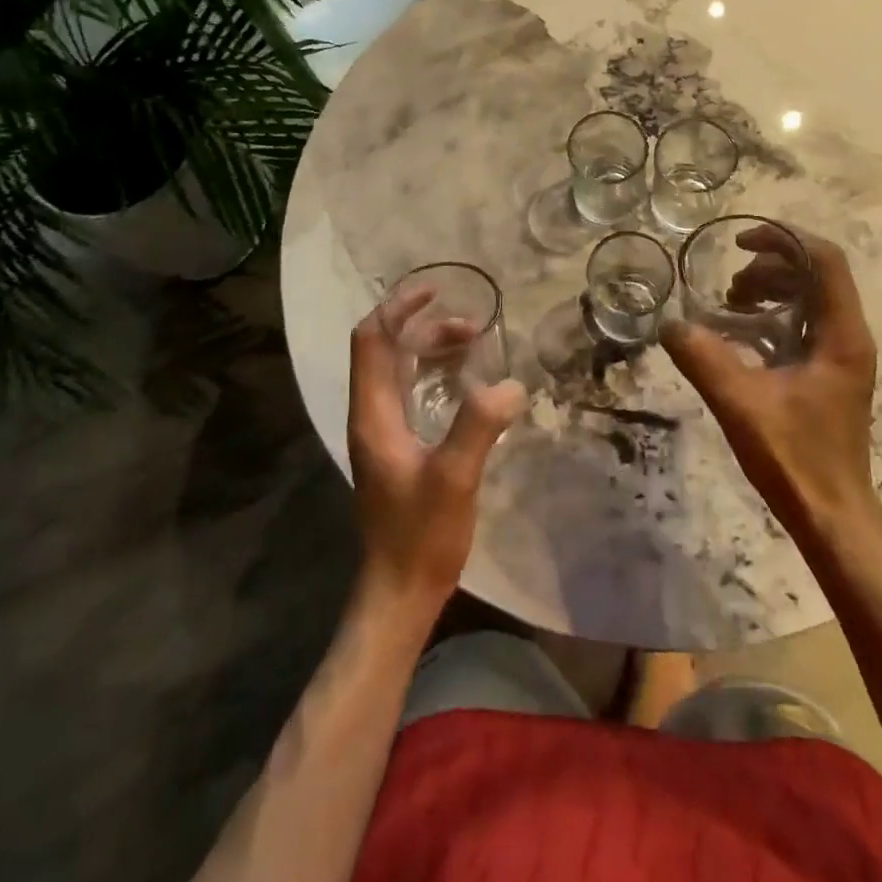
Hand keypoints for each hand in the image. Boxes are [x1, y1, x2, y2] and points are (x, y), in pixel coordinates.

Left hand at [347, 289, 525, 615]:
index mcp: (373, 413)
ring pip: (400, 369)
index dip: (398, 308)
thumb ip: (478, 426)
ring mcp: (382, 431)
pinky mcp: (397, 447)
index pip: (371, 340)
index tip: (435, 291)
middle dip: (426, 327)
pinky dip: (436, 373)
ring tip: (475, 344)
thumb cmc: (421, 535)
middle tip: (473, 325)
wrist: (400, 590)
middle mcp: (371, 413)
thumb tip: (510, 382)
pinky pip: (412, 391)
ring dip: (432, 349)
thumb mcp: (454, 478)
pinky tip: (467, 382)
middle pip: (387, 349)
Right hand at [661, 226, 881, 543]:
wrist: (832, 516)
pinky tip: (740, 334)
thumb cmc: (795, 459)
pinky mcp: (828, 373)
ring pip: (809, 298)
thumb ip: (704, 359)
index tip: (738, 245)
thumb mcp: (741, 404)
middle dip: (769, 267)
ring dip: (770, 290)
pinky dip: (772, 315)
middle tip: (729, 288)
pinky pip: (802, 323)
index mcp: (841, 335)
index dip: (783, 239)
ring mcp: (841, 355)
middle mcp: (848, 337)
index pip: (824, 260)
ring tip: (731, 305)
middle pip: (815, 274)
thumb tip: (669, 323)